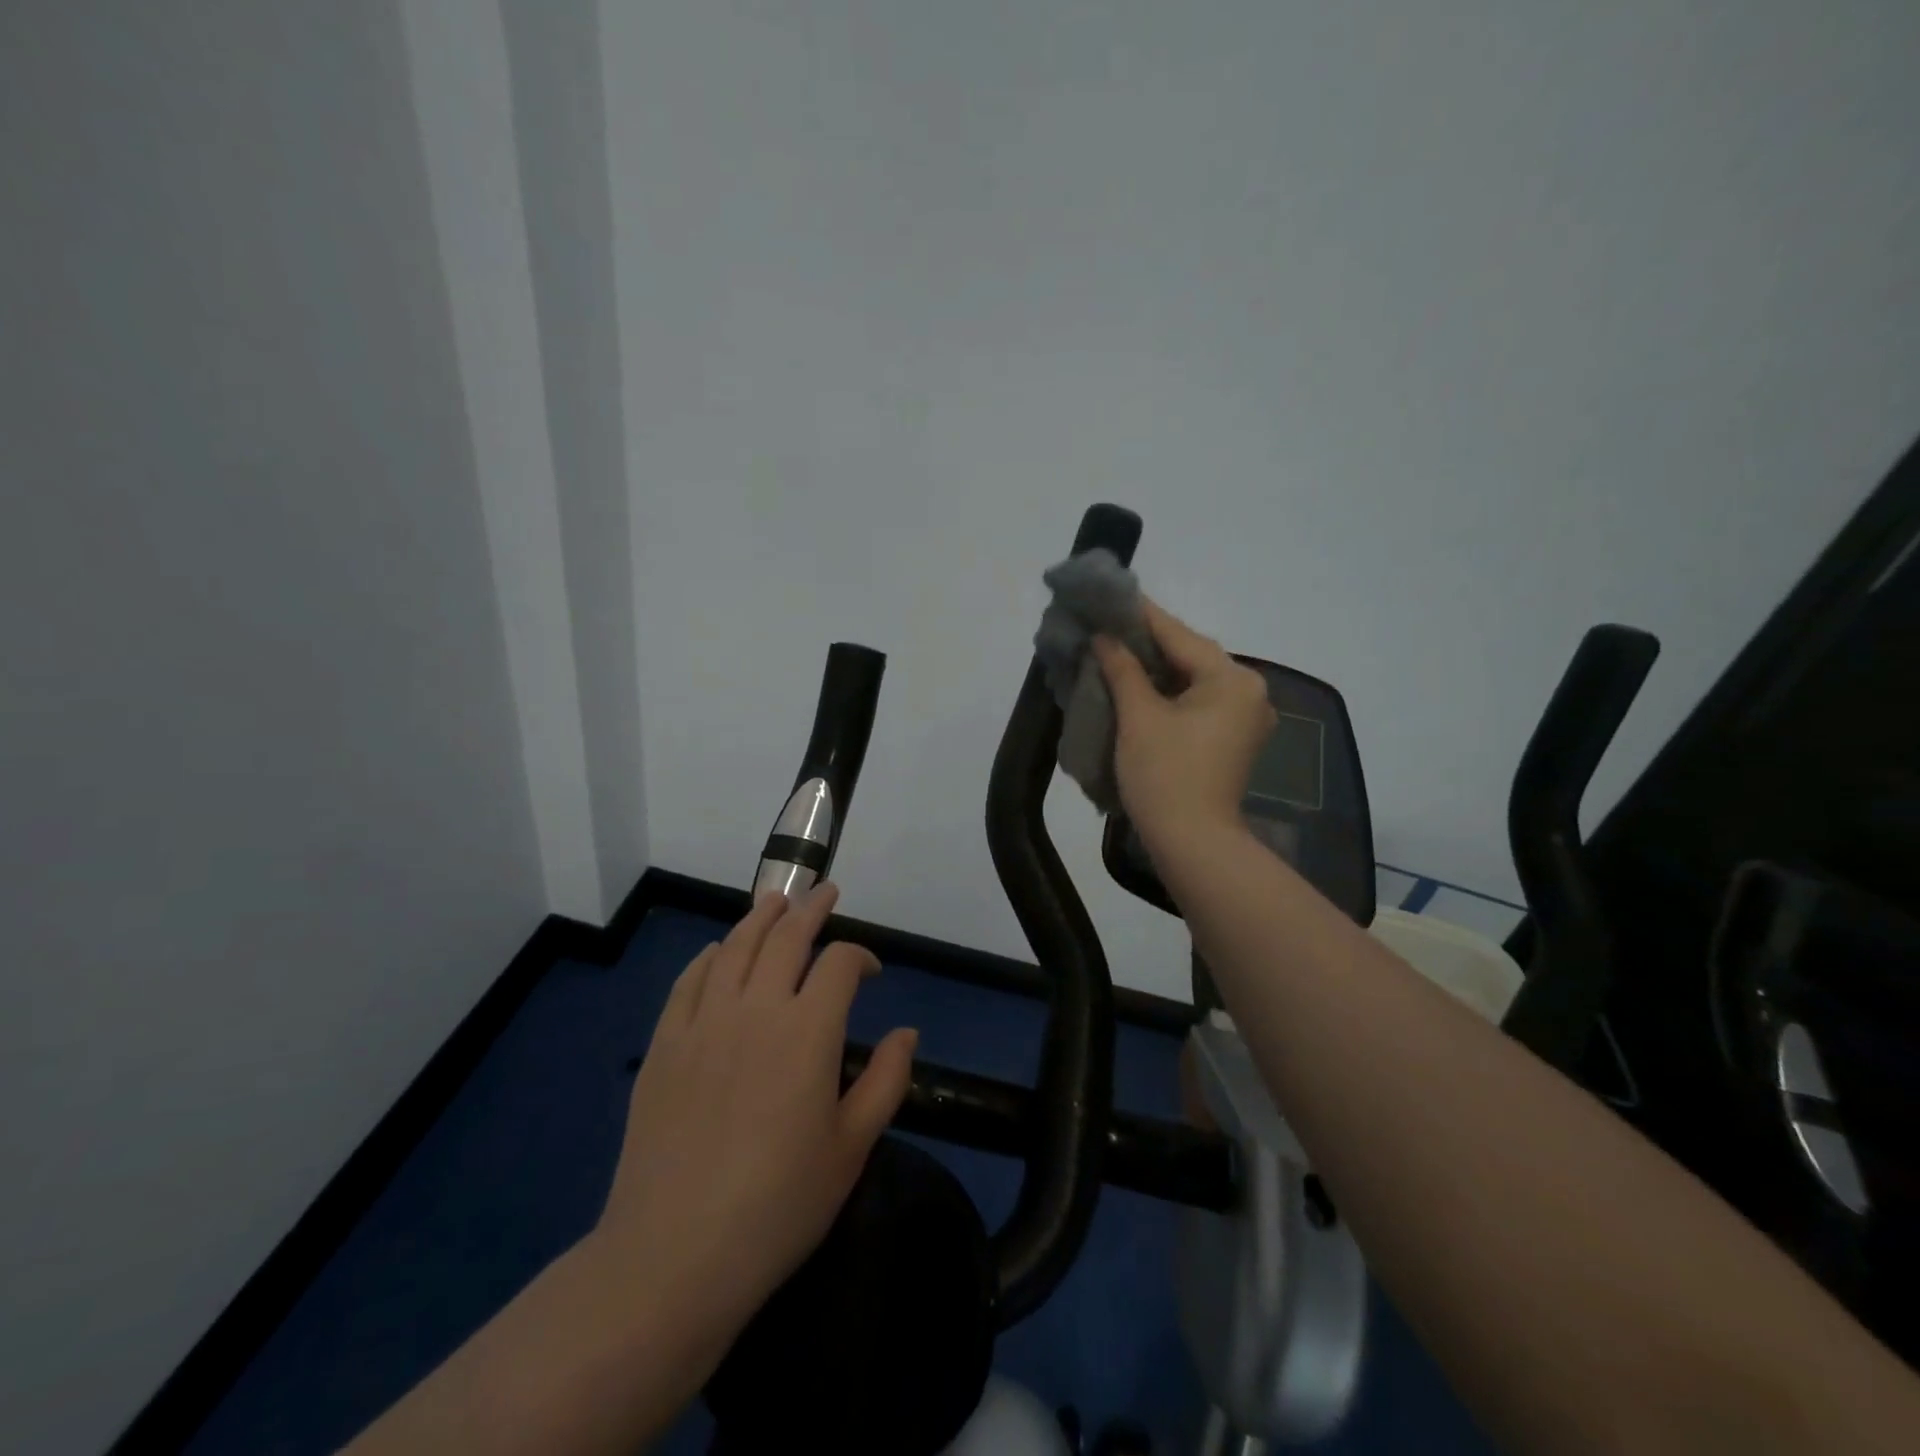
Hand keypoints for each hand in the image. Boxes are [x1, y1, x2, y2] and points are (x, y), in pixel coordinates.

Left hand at [593, 885, 917, 1347]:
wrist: (674, 1255)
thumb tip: (907, 1032)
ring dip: (760, 918)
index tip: (870, 971)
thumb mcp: (852, 1149)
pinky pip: (690, 981)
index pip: (840, 963)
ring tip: (775, 902)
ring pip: (736, 947)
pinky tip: (719, 951)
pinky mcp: (665, 1044)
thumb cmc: (778, 1206)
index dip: (860, 956)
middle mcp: (757, 1008)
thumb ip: (886, 1081)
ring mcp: (704, 1022)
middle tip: (825, 894)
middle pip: (786, 937)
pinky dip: (710, 956)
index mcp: (809, 1031)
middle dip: (811, 910)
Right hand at [1093, 599, 1275, 851]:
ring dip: (1158, 668)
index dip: (1140, 615)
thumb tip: (1105, 637)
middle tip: (1108, 626)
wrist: (1193, 843)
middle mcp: (1249, 691)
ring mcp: (1246, 718)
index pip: (1179, 635)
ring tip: (1117, 652)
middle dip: (1148, 643)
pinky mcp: (1234, 739)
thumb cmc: (1165, 775)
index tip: (1111, 595)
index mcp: (1232, 679)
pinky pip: (1199, 702)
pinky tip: (1140, 686)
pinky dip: (1170, 693)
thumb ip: (1123, 669)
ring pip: (1194, 679)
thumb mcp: (1138, 717)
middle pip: (1190, 655)